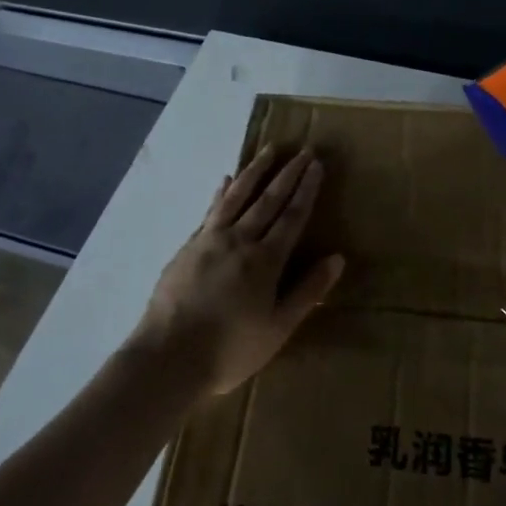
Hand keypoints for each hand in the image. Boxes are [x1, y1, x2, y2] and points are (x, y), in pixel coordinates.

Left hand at [128, 144, 345, 396]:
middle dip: (288, 173)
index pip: (292, 216)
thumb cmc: (230, 349)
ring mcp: (210, 239)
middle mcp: (240, 240)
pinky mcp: (188, 246)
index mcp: (266, 260)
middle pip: (268, 199)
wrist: (168, 356)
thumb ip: (307, 291)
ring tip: (269, 150)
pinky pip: (210, 210)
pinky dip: (221, 192)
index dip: (306, 189)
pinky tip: (224, 180)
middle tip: (303, 150)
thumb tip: (337, 258)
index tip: (316, 164)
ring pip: (237, 196)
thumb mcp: (278, 328)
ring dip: (255, 171)